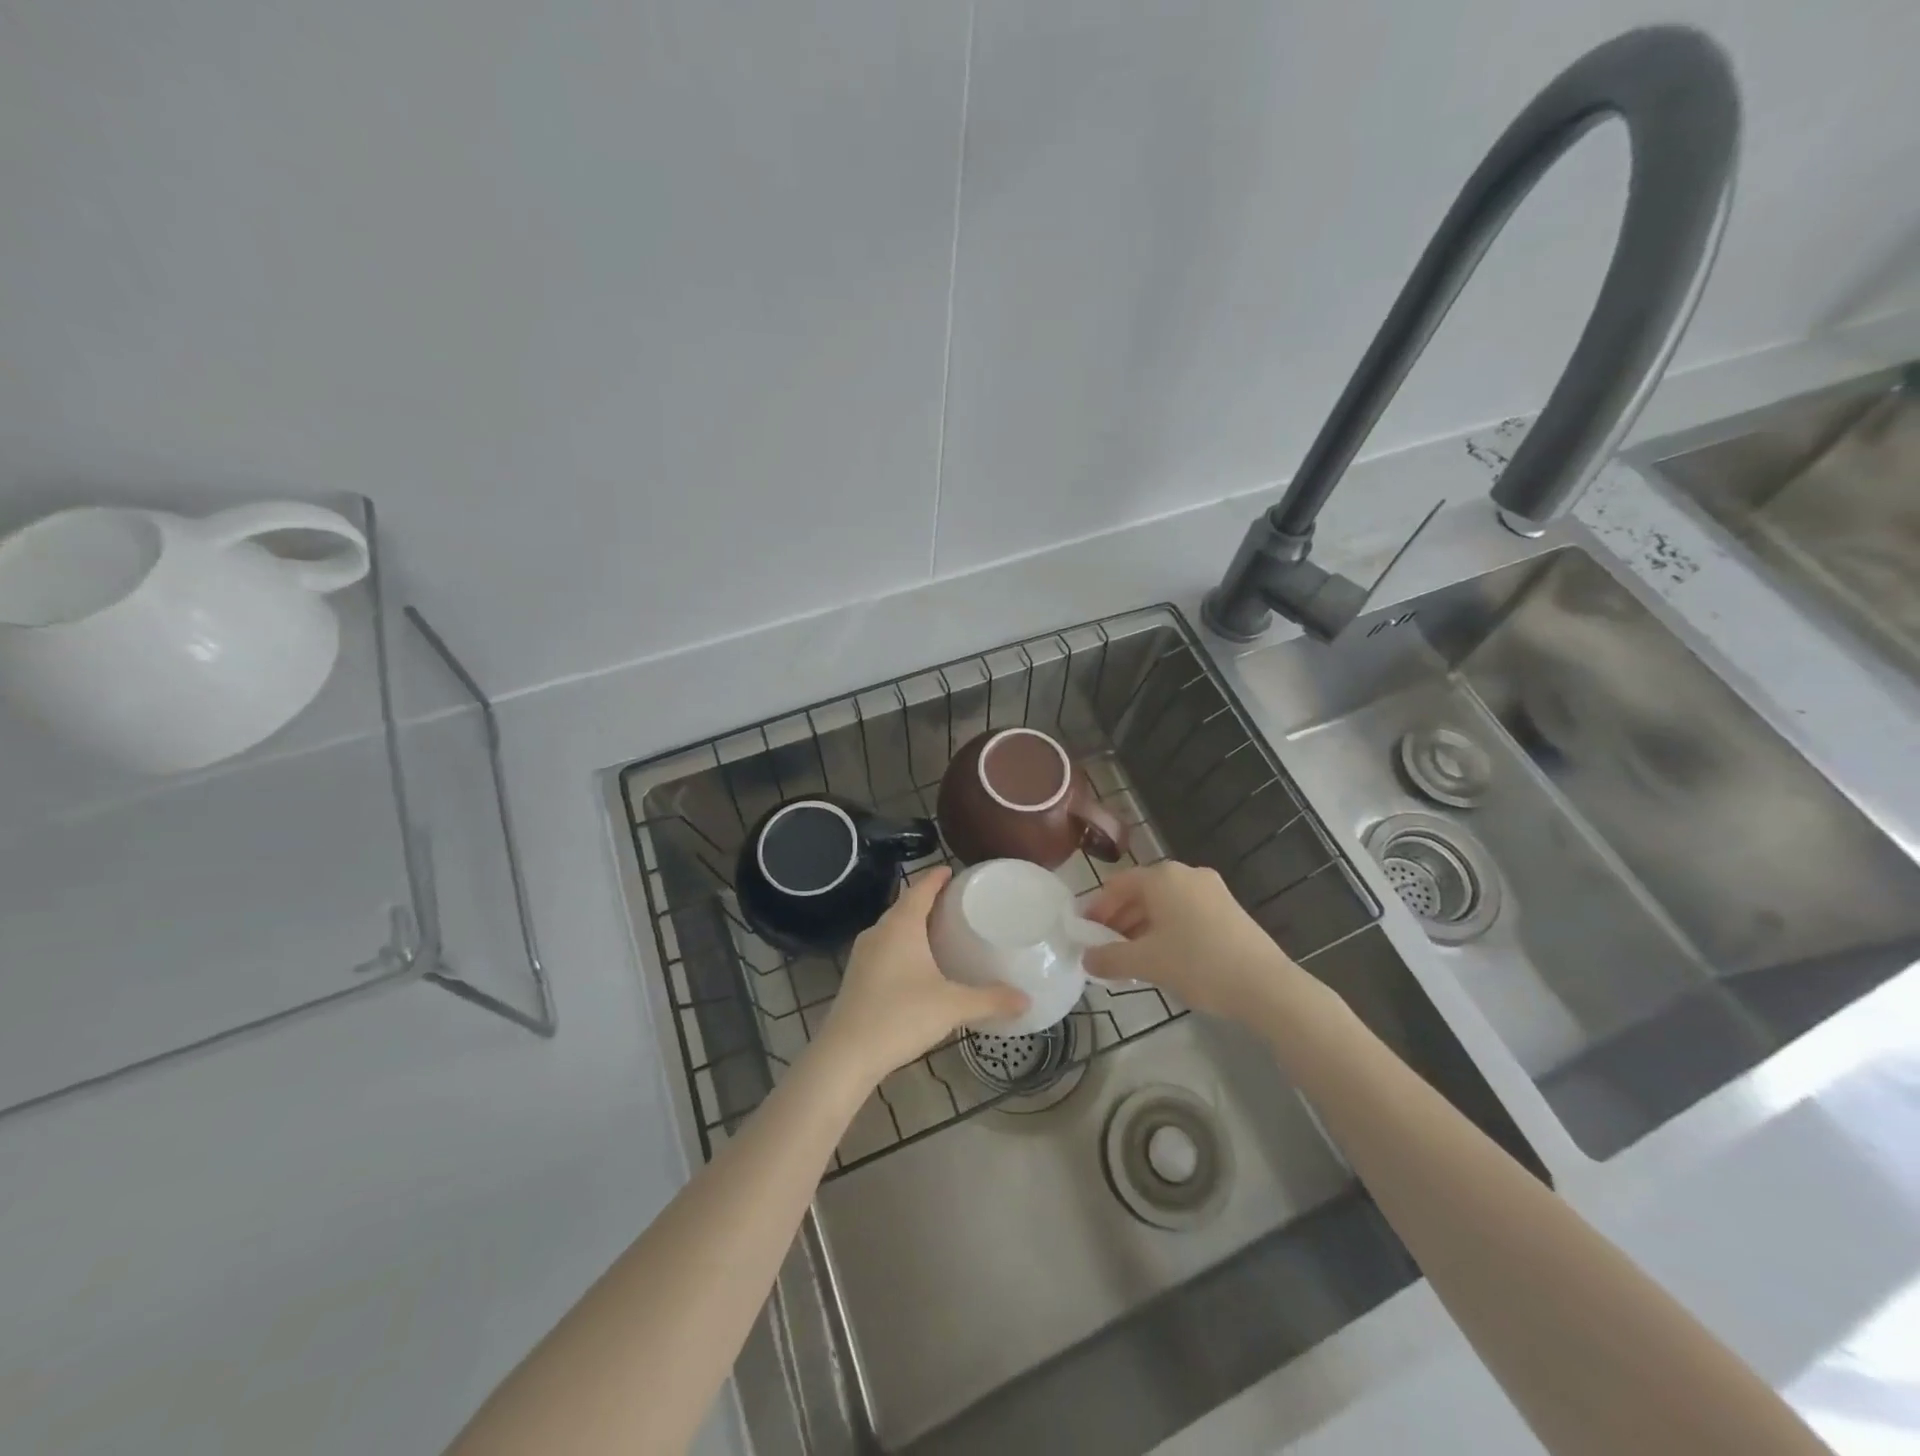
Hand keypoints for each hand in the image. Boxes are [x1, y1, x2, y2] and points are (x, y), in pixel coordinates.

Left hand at [814, 868, 1028, 1088]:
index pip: (920, 888)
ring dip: (913, 923)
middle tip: (954, 902)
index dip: (936, 877)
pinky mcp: (856, 976)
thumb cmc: (901, 1016)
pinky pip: (884, 948)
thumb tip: (1026, 1000)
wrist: (846, 1054)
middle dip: (927, 899)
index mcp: (901, 926)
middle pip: (904, 905)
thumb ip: (990, 1000)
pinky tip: (916, 964)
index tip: (951, 869)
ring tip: (939, 930)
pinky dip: (902, 945)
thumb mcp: (952, 1006)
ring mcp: (863, 954)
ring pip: (892, 928)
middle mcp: (879, 932)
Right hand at [1082, 861, 1306, 1028]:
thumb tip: (1087, 959)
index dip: (1096, 909)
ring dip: (1141, 928)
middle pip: (1141, 893)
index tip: (1083, 933)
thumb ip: (1110, 958)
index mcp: (1162, 877)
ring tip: (1130, 959)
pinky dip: (1166, 930)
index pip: (1117, 885)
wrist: (1265, 986)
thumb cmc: (1198, 964)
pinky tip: (1163, 958)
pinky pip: (1185, 913)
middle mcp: (1186, 874)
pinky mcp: (1228, 909)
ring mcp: (1211, 890)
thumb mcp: (1146, 962)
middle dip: (1118, 920)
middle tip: (1103, 949)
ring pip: (1164, 905)